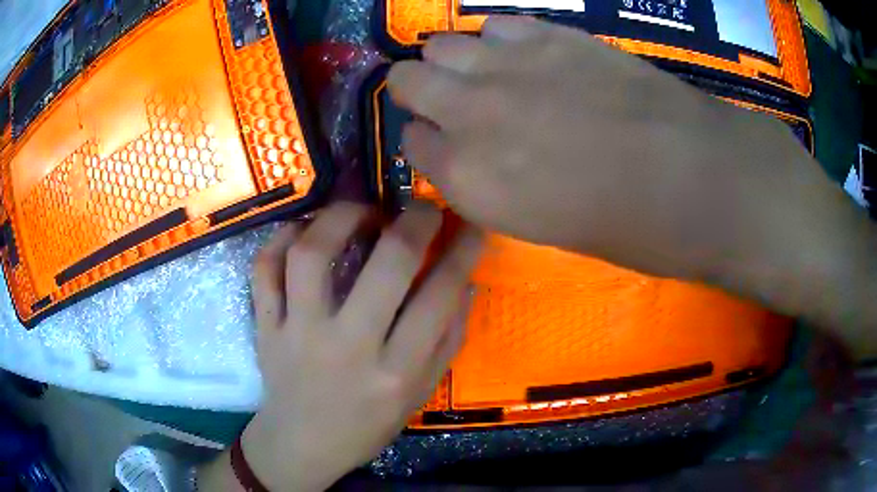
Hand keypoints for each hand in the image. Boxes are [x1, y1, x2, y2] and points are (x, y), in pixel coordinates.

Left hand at [240, 203, 481, 490]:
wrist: (301, 443)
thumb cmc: (366, 425)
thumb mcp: (419, 394)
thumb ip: (447, 341)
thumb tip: (466, 282)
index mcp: (395, 371)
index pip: (440, 297)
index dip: (462, 250)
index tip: (469, 223)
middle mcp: (348, 346)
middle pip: (387, 265)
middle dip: (414, 222)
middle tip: (421, 208)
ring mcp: (298, 333)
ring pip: (313, 255)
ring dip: (342, 218)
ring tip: (361, 212)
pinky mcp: (266, 326)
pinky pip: (265, 268)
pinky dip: (281, 239)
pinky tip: (304, 232)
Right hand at [388, 16, 826, 280]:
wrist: (695, 177)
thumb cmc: (628, 227)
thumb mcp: (545, 224)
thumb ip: (495, 182)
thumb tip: (480, 154)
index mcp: (469, 180)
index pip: (412, 143)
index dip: (429, 142)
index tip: (447, 143)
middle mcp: (470, 115)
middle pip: (405, 81)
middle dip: (420, 91)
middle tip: (448, 100)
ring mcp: (507, 66)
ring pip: (439, 45)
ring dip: (452, 60)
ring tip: (482, 73)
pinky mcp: (548, 36)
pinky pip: (494, 25)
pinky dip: (498, 39)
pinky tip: (522, 55)